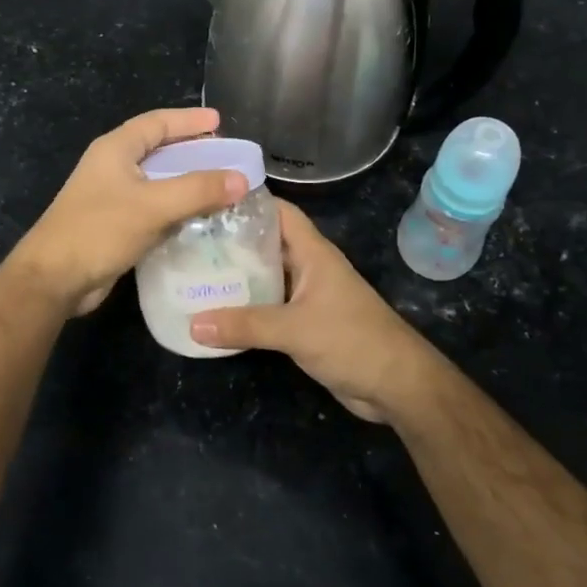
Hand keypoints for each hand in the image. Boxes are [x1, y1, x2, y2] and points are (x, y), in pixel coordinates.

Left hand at [14, 107, 247, 315]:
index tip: (220, 121)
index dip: (188, 120)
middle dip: (192, 151)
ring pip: (157, 182)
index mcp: (115, 149)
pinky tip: (200, 220)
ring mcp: (112, 197)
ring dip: (187, 183)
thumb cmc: (99, 230)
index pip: (157, 122)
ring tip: (221, 187)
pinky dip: (176, 209)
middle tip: (225, 156)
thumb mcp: (153, 205)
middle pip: (158, 150)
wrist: (54, 279)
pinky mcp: (115, 225)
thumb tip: (242, 178)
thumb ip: (198, 190)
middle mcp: (112, 167)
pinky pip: (153, 209)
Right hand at [190, 201, 447, 423]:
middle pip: (267, 244)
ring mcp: (309, 296)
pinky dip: (247, 307)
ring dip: (238, 276)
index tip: (209, 201)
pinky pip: (270, 307)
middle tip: (190, 240)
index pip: (280, 213)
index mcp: (313, 253)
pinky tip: (218, 311)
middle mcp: (310, 268)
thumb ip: (245, 325)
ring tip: (195, 272)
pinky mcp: (306, 324)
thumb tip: (193, 324)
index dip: (249, 203)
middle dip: (233, 241)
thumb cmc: (352, 340)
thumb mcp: (294, 329)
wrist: (396, 385)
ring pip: (267, 277)